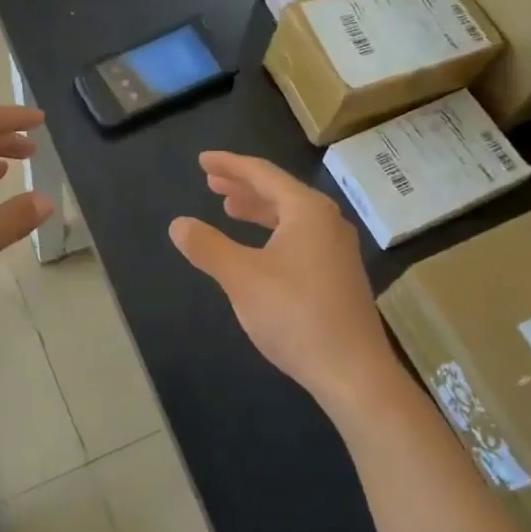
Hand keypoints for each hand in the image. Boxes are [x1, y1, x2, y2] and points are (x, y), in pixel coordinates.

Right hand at [170, 152, 399, 422]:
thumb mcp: (241, 278)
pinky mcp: (339, 275)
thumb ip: (208, 247)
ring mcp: (337, 250)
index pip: (263, 174)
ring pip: (291, 217)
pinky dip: (273, 233)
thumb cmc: (295, 315)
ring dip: (258, 210)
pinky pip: (300, 238)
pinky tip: (259, 250)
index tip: (203, 161)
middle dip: (243, 186)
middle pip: (279, 192)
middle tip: (212, 183)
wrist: (352, 371)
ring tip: (229, 210)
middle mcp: (327, 222)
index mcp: (307, 211)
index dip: (229, 165)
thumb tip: (178, 224)